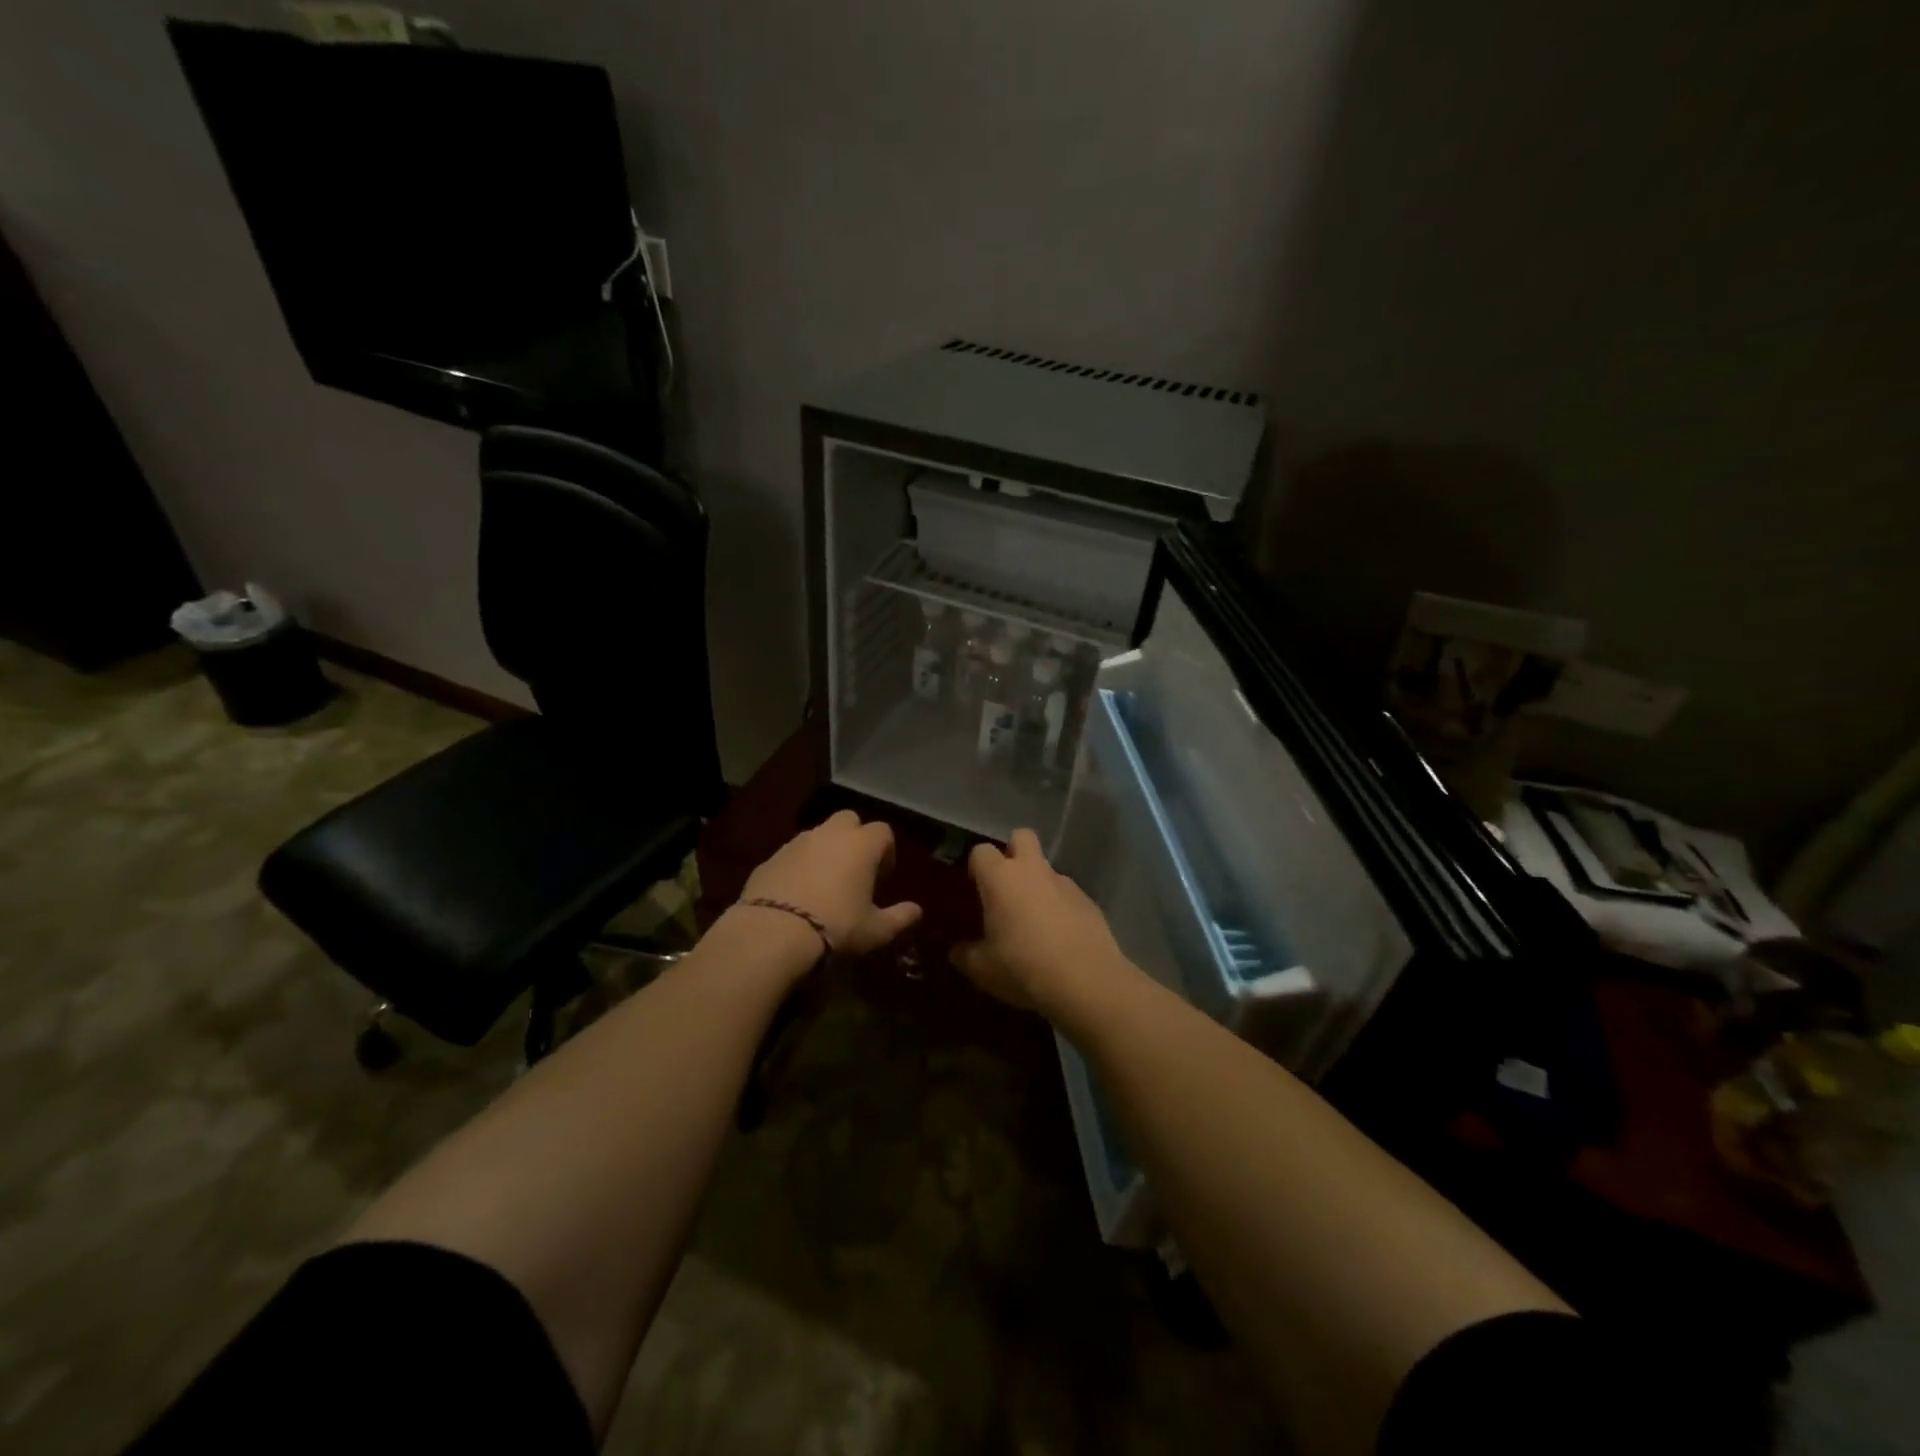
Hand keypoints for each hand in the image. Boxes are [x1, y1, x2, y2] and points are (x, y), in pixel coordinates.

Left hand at [737, 810, 922, 958]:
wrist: (773, 934)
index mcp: (861, 845)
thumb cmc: (836, 927)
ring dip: (825, 852)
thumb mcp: (876, 931)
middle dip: (854, 839)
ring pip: (818, 836)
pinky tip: (797, 896)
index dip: (886, 852)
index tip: (882, 879)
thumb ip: (900, 917)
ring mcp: (796, 843)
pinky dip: (799, 867)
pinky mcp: (769, 858)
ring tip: (824, 886)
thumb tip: (917, 911)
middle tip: (854, 872)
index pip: (883, 831)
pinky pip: (792, 855)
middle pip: (848, 821)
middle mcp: (829, 834)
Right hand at [950, 829, 1138, 1023]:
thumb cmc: (1023, 967)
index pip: (981, 851)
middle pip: (1021, 837)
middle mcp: (1033, 870)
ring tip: (1035, 924)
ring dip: (1038, 886)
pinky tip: (1060, 939)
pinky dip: (1061, 908)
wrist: (1087, 981)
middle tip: (1006, 887)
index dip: (976, 866)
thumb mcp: (982, 969)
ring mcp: (1065, 883)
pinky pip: (1067, 895)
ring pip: (1046, 869)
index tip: (974, 888)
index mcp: (1001, 878)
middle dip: (1012, 852)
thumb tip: (957, 951)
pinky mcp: (1089, 901)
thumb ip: (965, 955)